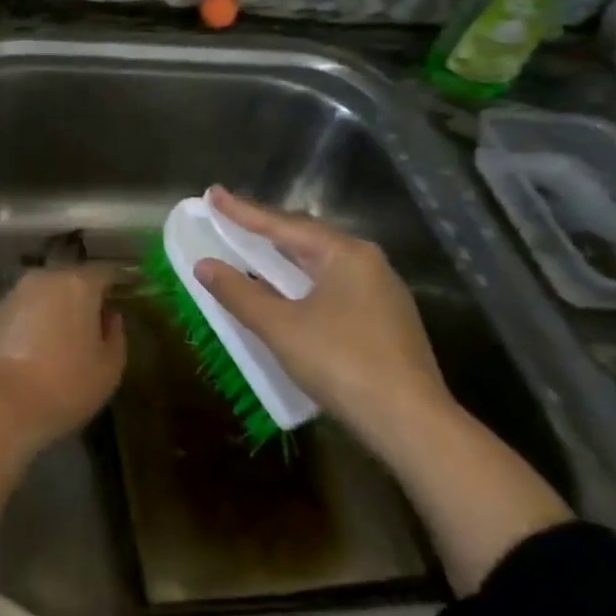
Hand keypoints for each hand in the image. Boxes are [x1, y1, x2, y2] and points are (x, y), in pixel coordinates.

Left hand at [0, 265, 126, 452]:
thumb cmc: (65, 385)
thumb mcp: (109, 368)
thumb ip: (115, 335)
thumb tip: (109, 317)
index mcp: (77, 284)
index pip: (105, 273)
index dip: (117, 285)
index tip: (123, 298)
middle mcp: (42, 279)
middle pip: (68, 281)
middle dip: (80, 299)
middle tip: (90, 325)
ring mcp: (10, 296)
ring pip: (40, 297)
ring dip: (50, 312)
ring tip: (58, 343)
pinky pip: (17, 316)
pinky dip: (26, 328)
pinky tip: (28, 356)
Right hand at [193, 189, 457, 452]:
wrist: (410, 421)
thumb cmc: (341, 362)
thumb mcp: (281, 327)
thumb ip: (239, 293)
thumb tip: (204, 265)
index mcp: (345, 254)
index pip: (283, 225)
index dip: (243, 211)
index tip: (213, 193)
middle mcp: (368, 263)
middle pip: (306, 238)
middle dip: (266, 230)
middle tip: (230, 218)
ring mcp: (382, 292)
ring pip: (322, 264)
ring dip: (284, 258)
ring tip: (253, 249)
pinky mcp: (386, 321)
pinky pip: (334, 287)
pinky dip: (303, 283)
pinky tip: (289, 293)